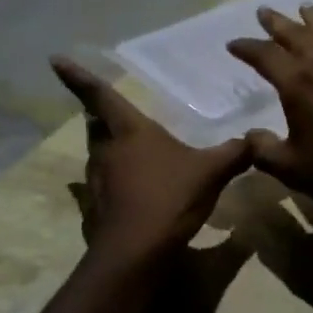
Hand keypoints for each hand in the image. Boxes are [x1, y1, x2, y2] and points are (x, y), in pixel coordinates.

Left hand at [52, 57, 249, 260]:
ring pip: (99, 154)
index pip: (100, 96)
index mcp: (130, 131)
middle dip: (99, 115)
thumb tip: (257, 139)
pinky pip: (104, 185)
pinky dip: (114, 180)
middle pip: (96, 125)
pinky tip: (133, 188)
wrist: (137, 252)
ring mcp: (98, 181)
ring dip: (108, 147)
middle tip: (108, 108)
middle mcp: (108, 150)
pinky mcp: (99, 208)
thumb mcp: (212, 172)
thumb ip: (235, 153)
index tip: (55, 60)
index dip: (78, 76)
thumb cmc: (170, 198)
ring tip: (129, 147)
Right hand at [226, 6, 312, 219]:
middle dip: (279, 23)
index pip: (266, 56)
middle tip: (265, 11)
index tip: (233, 43)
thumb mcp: (291, 169)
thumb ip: (264, 150)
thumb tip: (249, 135)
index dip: (247, 47)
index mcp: (299, 84)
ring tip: (306, 8)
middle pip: (298, 35)